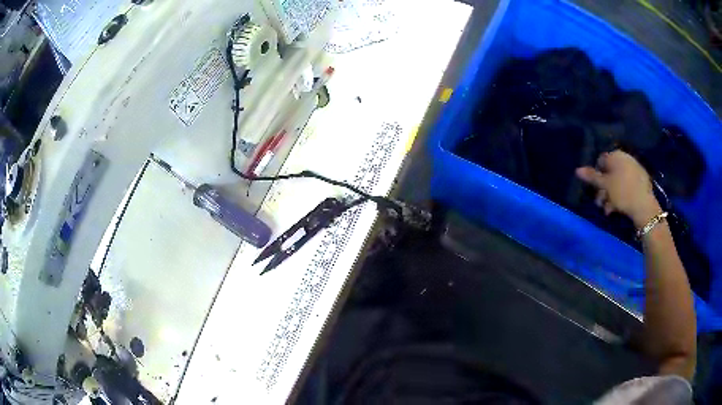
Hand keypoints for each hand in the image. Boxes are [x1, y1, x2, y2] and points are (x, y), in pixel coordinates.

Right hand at [576, 150, 661, 227]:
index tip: (595, 190)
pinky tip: (619, 207)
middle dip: (603, 189)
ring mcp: (634, 168)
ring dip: (611, 195)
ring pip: (618, 180)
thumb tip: (577, 169)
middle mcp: (625, 158)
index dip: (596, 176)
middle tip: (600, 203)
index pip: (601, 162)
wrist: (644, 205)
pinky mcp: (641, 180)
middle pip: (610, 172)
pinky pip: (627, 184)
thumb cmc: (622, 192)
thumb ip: (592, 176)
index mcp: (615, 155)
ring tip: (609, 210)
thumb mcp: (605, 185)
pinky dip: (621, 194)